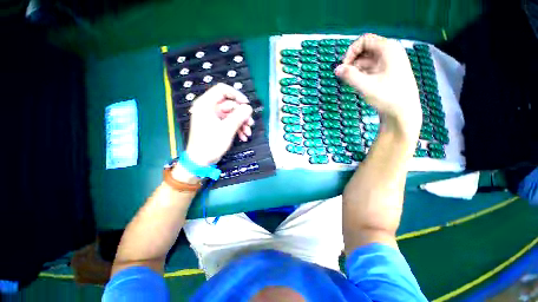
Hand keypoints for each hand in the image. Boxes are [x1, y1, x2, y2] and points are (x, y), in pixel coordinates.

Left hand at [184, 83, 253, 165]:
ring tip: (248, 133)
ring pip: (231, 114)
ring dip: (241, 123)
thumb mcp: (227, 129)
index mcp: (206, 104)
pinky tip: (243, 136)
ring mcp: (213, 117)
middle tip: (251, 123)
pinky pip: (229, 122)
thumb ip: (238, 116)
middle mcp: (209, 108)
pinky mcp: (216, 125)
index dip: (236, 95)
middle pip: (230, 104)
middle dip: (242, 115)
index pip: (222, 90)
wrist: (201, 161)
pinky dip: (237, 128)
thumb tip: (248, 108)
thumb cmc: (210, 144)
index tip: (247, 104)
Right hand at [335, 34, 421, 136]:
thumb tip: (336, 69)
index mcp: (388, 49)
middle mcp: (390, 52)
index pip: (364, 40)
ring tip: (350, 82)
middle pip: (365, 49)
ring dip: (356, 69)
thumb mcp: (366, 86)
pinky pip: (370, 68)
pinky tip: (357, 83)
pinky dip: (361, 73)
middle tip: (344, 75)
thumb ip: (350, 76)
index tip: (344, 66)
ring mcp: (389, 62)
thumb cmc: (387, 96)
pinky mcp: (386, 72)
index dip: (351, 51)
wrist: (403, 112)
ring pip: (366, 60)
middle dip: (352, 61)